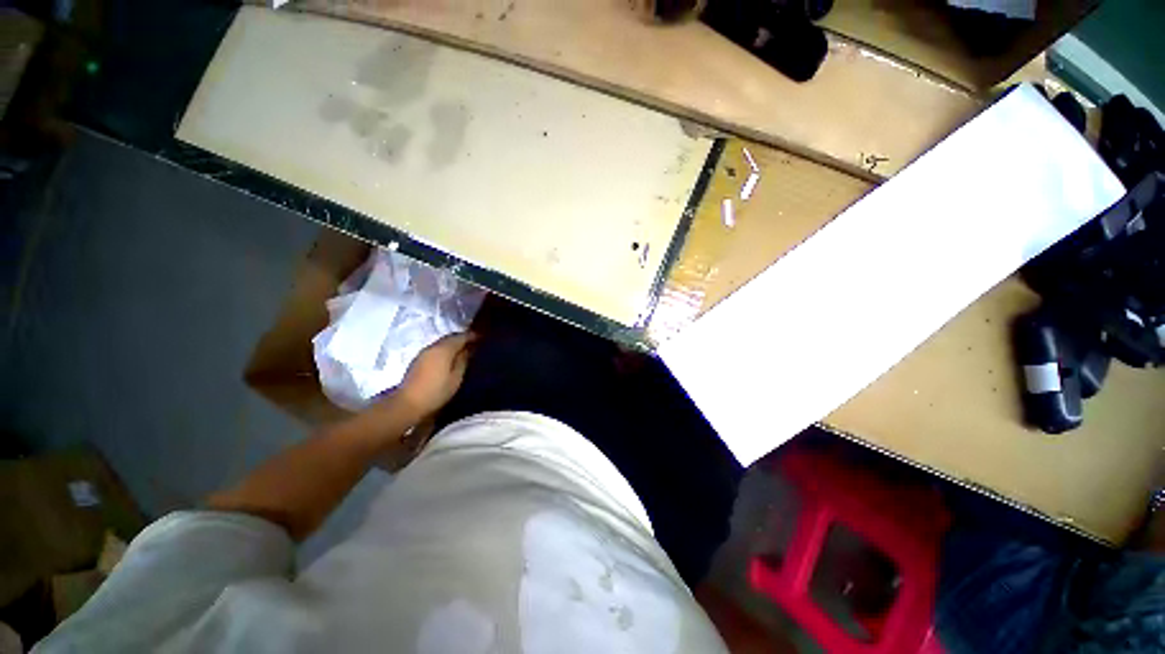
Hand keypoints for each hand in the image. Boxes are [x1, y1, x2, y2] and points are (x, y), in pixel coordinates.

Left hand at [395, 332, 477, 419]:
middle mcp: (433, 347)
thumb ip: (463, 361)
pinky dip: (445, 350)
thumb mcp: (456, 377)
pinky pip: (436, 349)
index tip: (482, 337)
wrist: (408, 403)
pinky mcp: (418, 360)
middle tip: (475, 342)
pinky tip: (450, 357)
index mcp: (443, 349)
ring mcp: (423, 353)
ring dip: (453, 344)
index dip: (472, 336)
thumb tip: (469, 350)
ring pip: (442, 343)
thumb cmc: (436, 391)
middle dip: (462, 338)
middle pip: (450, 337)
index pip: (460, 337)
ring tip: (464, 350)